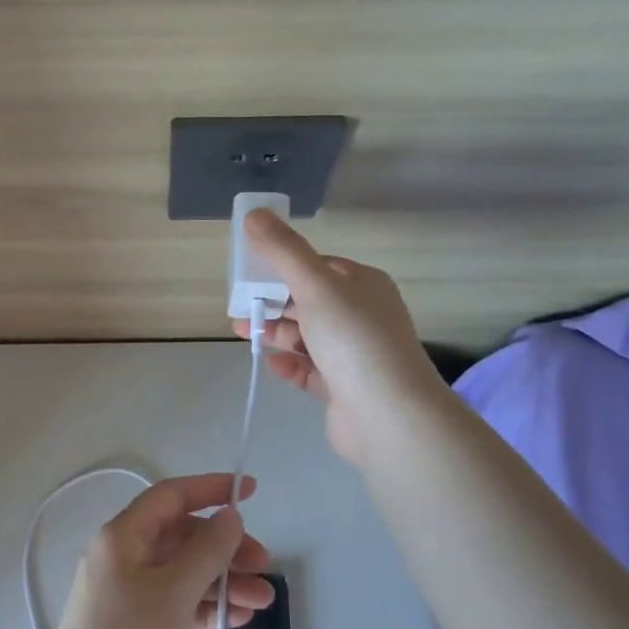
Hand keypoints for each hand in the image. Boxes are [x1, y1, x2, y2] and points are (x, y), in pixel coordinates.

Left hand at [33, 473, 274, 628]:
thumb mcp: (173, 591)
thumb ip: (206, 551)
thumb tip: (230, 516)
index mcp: (122, 537)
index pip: (171, 497)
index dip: (211, 489)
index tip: (251, 491)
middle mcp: (123, 558)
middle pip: (182, 537)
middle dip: (225, 548)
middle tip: (264, 566)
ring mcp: (129, 594)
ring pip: (183, 573)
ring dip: (222, 582)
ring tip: (263, 602)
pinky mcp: (136, 628)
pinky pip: (178, 604)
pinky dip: (206, 608)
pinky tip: (238, 619)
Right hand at [231, 209, 445, 467]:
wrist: (388, 415)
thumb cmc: (353, 339)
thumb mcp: (315, 285)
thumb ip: (283, 250)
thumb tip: (254, 213)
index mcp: (363, 285)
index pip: (319, 266)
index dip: (284, 265)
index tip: (250, 271)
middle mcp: (362, 316)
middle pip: (310, 302)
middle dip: (273, 302)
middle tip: (239, 306)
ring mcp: (354, 355)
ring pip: (307, 337)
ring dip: (276, 332)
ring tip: (242, 332)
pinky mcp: (344, 389)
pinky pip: (310, 370)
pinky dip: (289, 364)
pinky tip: (271, 363)